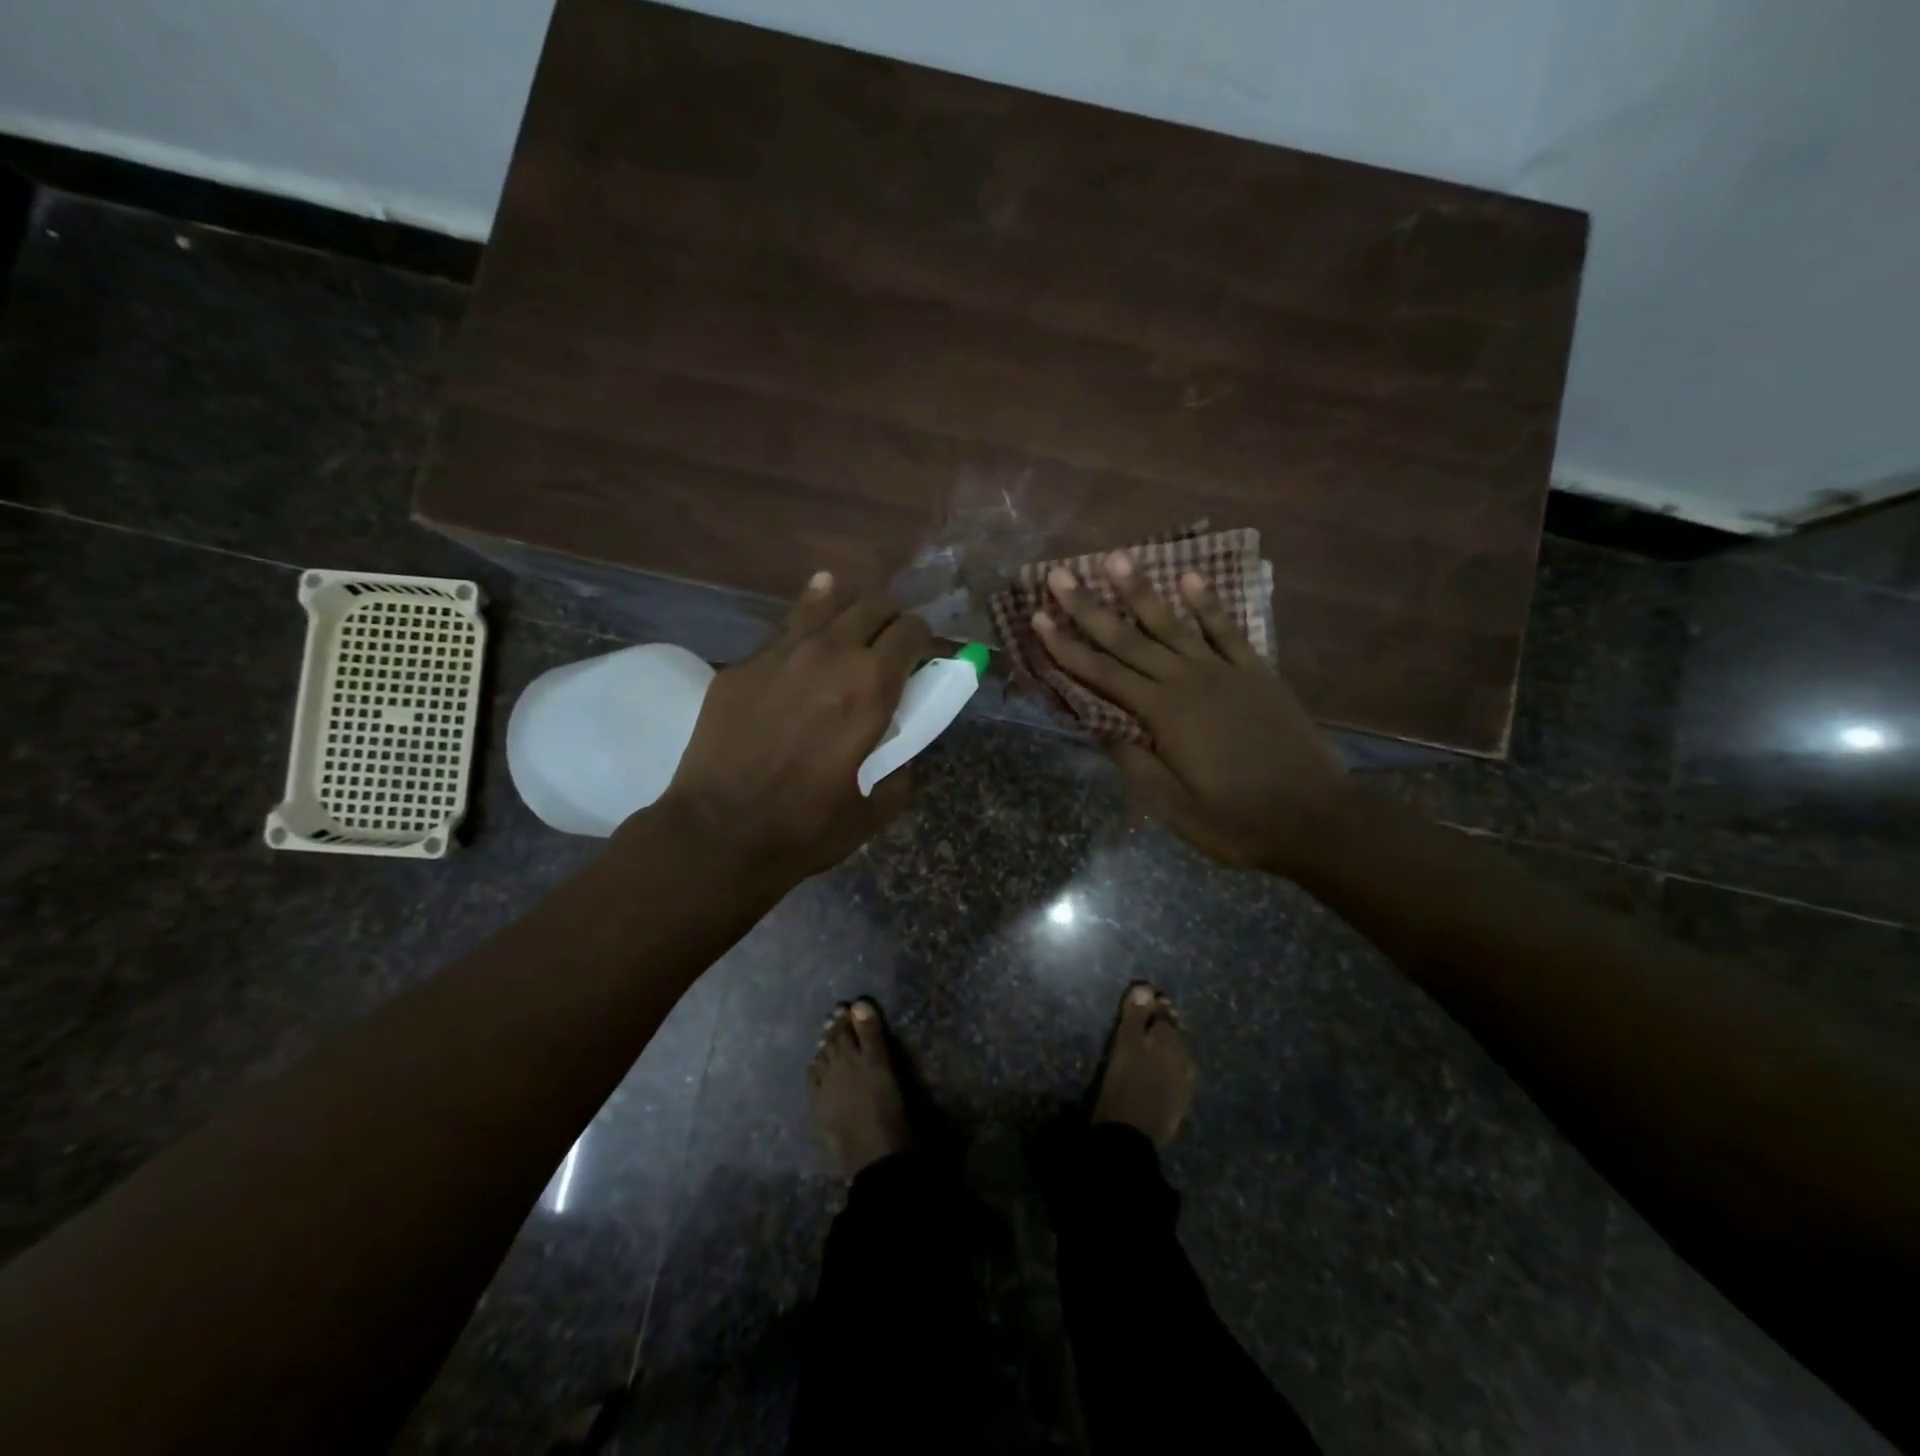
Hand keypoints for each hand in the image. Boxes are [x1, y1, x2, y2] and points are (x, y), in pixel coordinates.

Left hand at [639, 572, 932, 885]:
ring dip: (846, 612)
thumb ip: (898, 767)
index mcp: (872, 686)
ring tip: (849, 622)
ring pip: (825, 605)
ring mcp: (780, 654)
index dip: (924, 640)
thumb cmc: (805, 827)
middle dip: (890, 621)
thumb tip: (894, 747)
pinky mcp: (742, 665)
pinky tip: (805, 630)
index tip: (922, 657)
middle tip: (889, 645)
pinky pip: (782, 632)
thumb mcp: (875, 807)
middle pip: (873, 607)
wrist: (718, 833)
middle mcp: (831, 654)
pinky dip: (803, 626)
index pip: (912, 632)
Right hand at [1032, 553, 1348, 874]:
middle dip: (1090, 608)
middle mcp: (1189, 682)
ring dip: (1142, 592)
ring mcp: (1225, 673)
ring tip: (1115, 558)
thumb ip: (1134, 761)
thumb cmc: (1237, 821)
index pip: (1103, 674)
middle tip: (1059, 575)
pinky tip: (1189, 578)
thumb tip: (1098, 725)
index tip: (1039, 620)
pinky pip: (1227, 630)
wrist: (1317, 819)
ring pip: (1173, 625)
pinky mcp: (1257, 673)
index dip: (1067, 648)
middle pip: (1129, 640)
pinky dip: (1207, 604)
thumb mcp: (1173, 806)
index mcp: (1164, 715)